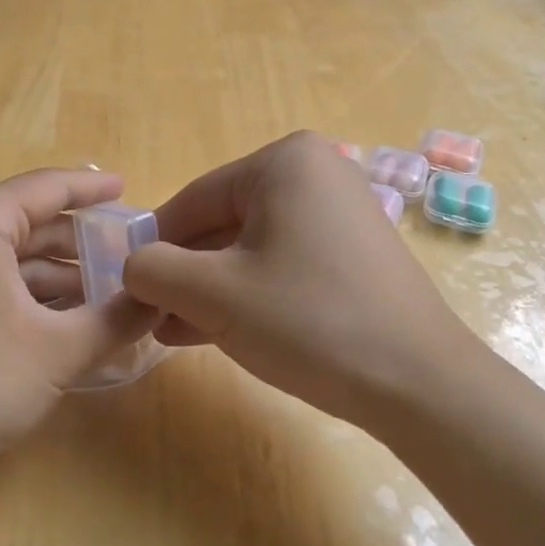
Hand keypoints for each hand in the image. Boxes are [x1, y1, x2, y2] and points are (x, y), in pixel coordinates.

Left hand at [0, 169, 159, 484]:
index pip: (48, 187)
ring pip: (6, 250)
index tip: (130, 190)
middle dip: (80, 242)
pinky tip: (62, 315)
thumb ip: (119, 318)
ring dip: (54, 272)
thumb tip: (160, 298)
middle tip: (132, 258)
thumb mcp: (59, 350)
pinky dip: (22, 288)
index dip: (94, 190)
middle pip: (27, 219)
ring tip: (108, 294)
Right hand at [124, 132, 472, 424]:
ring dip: (210, 289)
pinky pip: (283, 264)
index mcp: (284, 162)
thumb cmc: (309, 320)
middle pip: (222, 223)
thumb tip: (133, 267)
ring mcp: (340, 214)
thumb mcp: (215, 294)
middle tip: (150, 318)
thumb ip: (154, 270)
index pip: (193, 200)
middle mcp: (316, 174)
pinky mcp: (353, 254)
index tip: (125, 289)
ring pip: (251, 248)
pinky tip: (216, 331)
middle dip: (184, 273)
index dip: (153, 247)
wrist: (419, 383)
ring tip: (174, 331)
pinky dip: (248, 293)